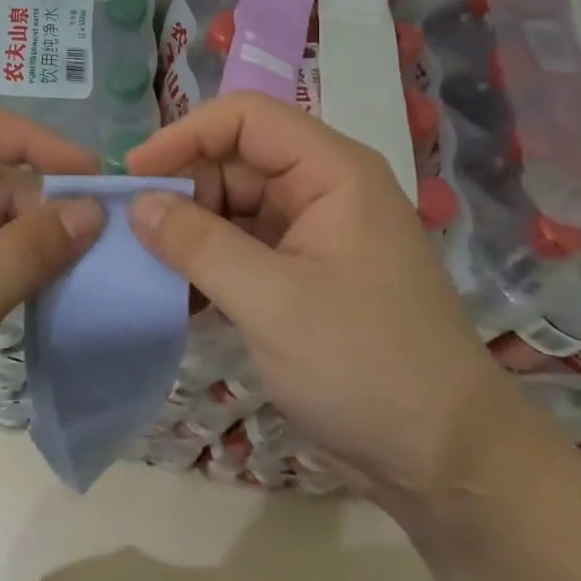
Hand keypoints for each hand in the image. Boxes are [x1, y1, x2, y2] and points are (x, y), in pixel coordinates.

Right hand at [126, 92, 512, 500]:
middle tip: (134, 234)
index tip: (134, 176)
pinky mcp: (304, 275)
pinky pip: (242, 248)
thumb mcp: (271, 301)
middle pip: (235, 160)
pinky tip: (178, 296)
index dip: (185, 135)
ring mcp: (314, 234)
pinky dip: (208, 264)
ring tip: (148, 267)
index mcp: (331, 171)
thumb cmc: (366, 366)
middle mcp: (323, 190)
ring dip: (190, 232)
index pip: (246, 117)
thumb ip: (198, 244)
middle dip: (182, 190)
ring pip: (233, 206)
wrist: (447, 463)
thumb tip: (138, 204)